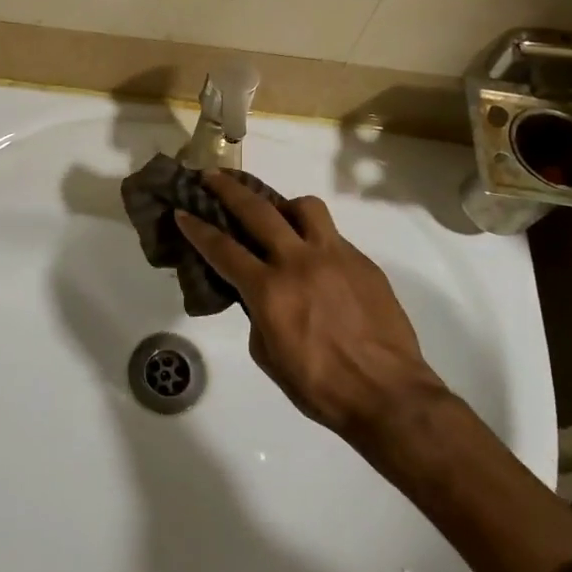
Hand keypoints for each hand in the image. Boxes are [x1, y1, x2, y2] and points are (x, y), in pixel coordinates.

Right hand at [175, 173, 449, 444]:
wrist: (388, 394)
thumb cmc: (319, 386)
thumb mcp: (268, 355)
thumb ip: (257, 315)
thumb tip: (259, 296)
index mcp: (269, 290)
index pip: (223, 249)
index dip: (197, 228)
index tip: (183, 211)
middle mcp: (299, 262)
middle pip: (257, 211)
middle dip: (229, 190)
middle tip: (212, 177)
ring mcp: (335, 256)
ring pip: (305, 208)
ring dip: (284, 206)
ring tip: (279, 216)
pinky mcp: (362, 262)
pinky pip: (333, 236)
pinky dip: (316, 239)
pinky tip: (316, 262)